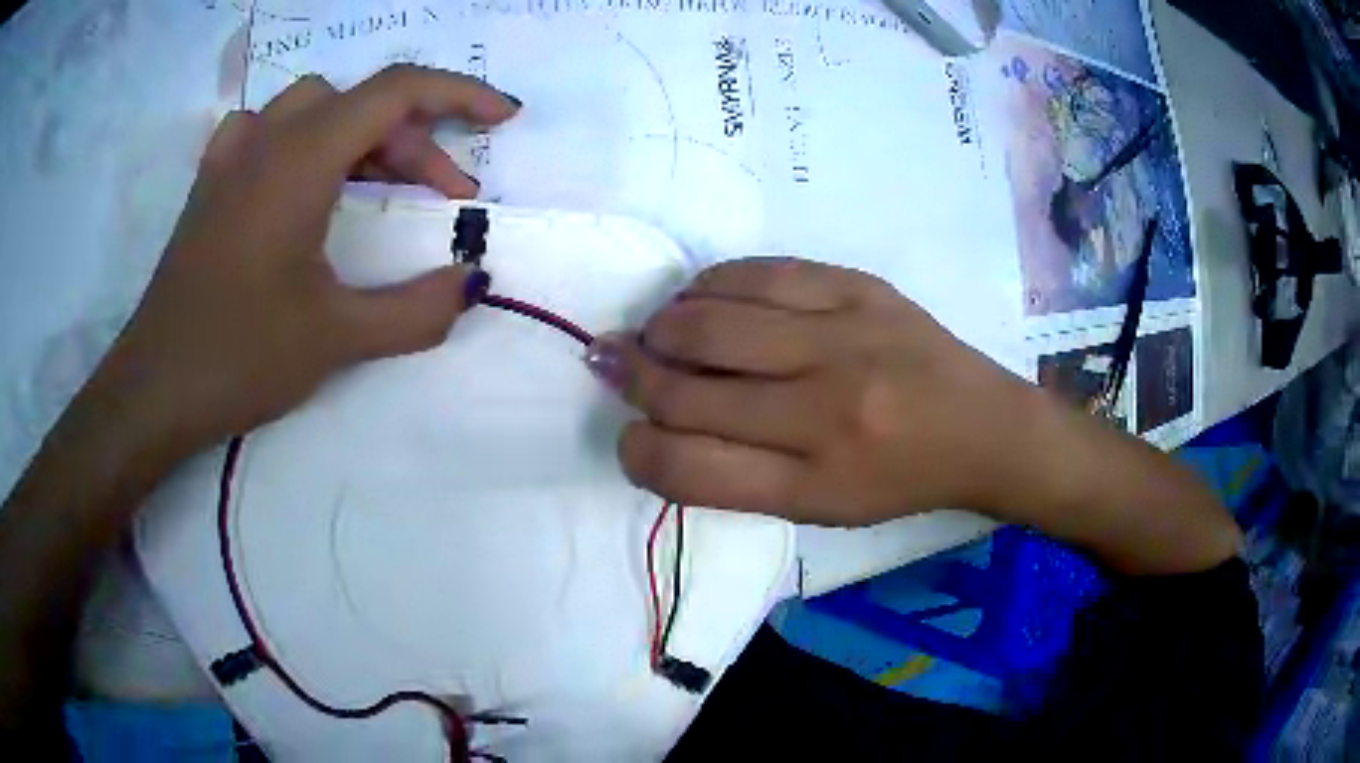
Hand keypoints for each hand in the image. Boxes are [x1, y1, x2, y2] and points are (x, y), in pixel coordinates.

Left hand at [94, 65, 519, 454]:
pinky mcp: (211, 183)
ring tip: (378, 186)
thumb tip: (472, 284)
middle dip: (415, 140)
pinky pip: (268, 129)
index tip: (502, 118)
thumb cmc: (238, 356)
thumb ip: (416, 310)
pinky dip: (305, 138)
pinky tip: (303, 178)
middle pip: (361, 102)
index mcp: (300, 158)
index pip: (397, 91)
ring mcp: (232, 156)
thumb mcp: (336, 338)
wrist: (154, 390)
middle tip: (442, 198)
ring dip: (361, 134)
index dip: (459, 94)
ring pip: (315, 107)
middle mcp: (267, 138)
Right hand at [590, 257, 1039, 525]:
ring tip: (658, 332)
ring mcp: (843, 339)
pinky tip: (704, 297)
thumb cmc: (899, 480)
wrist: (983, 427)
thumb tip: (658, 427)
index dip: (637, 451)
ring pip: (710, 321)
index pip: (688, 469)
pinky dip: (712, 285)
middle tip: (613, 362)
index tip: (628, 435)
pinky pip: (758, 273)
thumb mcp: (822, 507)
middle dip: (630, 375)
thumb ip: (739, 477)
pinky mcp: (860, 289)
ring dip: (663, 325)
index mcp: (812, 485)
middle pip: (686, 388)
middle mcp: (823, 413)